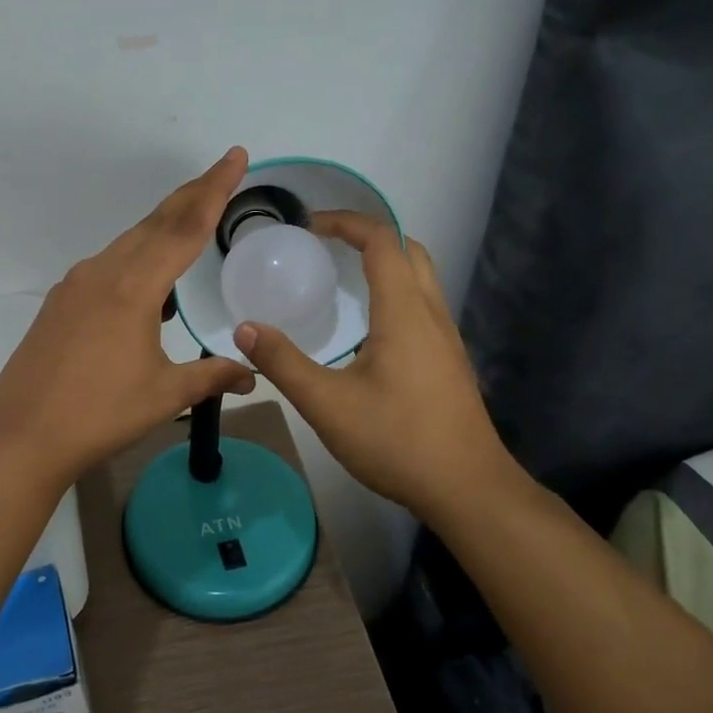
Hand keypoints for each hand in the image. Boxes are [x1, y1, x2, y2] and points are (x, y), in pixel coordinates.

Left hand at [0, 149, 257, 485]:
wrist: (21, 434)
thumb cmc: (99, 414)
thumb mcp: (164, 395)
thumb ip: (212, 376)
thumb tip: (252, 373)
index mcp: (134, 287)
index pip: (185, 227)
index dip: (214, 190)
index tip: (235, 157)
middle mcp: (104, 272)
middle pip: (156, 222)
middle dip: (192, 195)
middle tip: (222, 172)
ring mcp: (76, 284)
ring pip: (129, 242)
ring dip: (163, 226)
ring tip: (192, 219)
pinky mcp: (61, 301)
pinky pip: (108, 264)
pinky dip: (136, 258)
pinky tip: (148, 282)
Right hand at [232, 212, 512, 517]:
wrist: (468, 489)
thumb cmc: (397, 440)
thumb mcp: (326, 404)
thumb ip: (283, 363)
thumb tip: (244, 328)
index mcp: (404, 312)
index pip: (381, 240)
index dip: (346, 222)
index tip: (310, 226)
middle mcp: (431, 313)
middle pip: (408, 249)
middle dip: (368, 235)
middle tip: (327, 245)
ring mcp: (446, 338)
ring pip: (421, 277)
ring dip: (385, 261)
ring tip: (342, 276)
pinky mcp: (449, 360)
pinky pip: (423, 303)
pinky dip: (395, 290)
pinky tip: (368, 326)